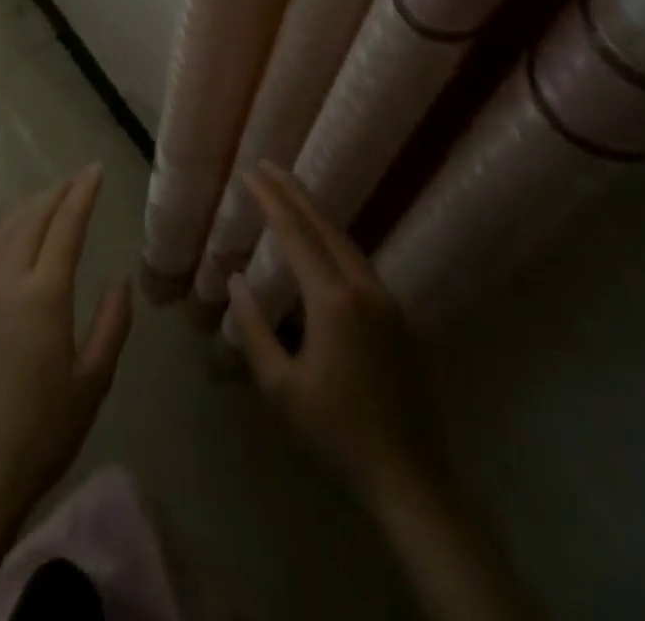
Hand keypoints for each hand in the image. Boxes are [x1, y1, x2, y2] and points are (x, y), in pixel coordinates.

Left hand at [0, 166, 133, 538]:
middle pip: (30, 220)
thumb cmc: (40, 435)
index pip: (65, 227)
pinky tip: (19, 243)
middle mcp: (7, 285)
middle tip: (78, 178)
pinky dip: (10, 232)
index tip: (94, 170)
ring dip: (29, 208)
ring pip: (4, 234)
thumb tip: (120, 281)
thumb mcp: (92, 384)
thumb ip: (111, 326)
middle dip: (56, 193)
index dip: (81, 194)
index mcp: (43, 296)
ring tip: (49, 198)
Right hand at [225, 164, 446, 513]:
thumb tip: (236, 280)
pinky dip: (332, 237)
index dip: (271, 201)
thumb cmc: (335, 435)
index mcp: (332, 300)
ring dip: (315, 213)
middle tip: (268, 166)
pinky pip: (357, 260)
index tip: (251, 174)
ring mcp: (385, 299)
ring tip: (289, 193)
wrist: (408, 477)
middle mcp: (362, 287)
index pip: (295, 234)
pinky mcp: (396, 315)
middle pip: (323, 226)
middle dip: (294, 193)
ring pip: (344, 240)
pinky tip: (321, 240)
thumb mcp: (281, 390)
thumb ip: (254, 330)